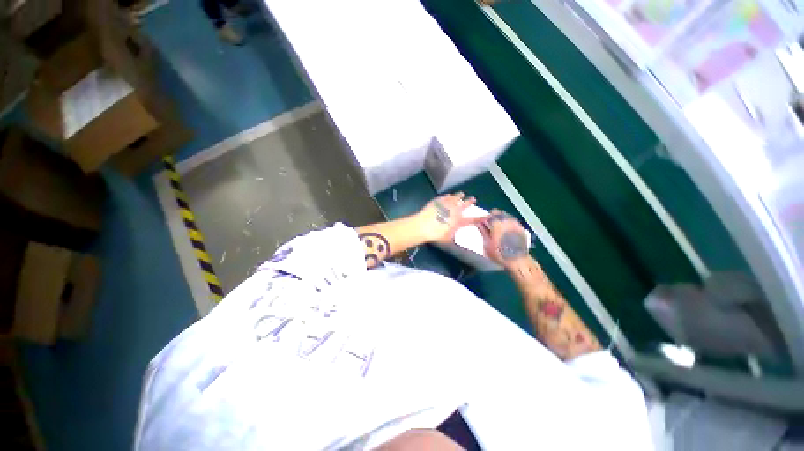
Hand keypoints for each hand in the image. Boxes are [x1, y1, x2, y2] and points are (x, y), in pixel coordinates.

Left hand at [416, 192, 485, 244]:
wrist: (424, 225)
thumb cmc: (436, 234)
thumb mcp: (447, 239)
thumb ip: (452, 236)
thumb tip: (454, 236)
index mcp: (459, 221)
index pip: (473, 219)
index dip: (481, 218)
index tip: (488, 215)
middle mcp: (455, 211)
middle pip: (465, 204)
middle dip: (470, 201)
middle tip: (473, 199)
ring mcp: (447, 204)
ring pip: (456, 198)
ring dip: (459, 196)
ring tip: (462, 194)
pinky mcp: (438, 201)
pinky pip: (445, 197)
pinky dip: (448, 196)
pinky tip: (449, 195)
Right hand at [478, 209, 529, 267]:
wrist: (517, 261)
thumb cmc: (499, 253)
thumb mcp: (487, 244)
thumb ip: (483, 232)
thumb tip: (479, 224)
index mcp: (497, 223)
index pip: (488, 215)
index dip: (483, 218)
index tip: (481, 222)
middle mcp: (507, 221)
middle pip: (498, 213)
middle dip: (492, 216)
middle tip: (489, 224)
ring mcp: (515, 224)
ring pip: (506, 216)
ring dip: (500, 219)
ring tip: (497, 227)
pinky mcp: (521, 228)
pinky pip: (512, 221)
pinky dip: (508, 223)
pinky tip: (506, 230)